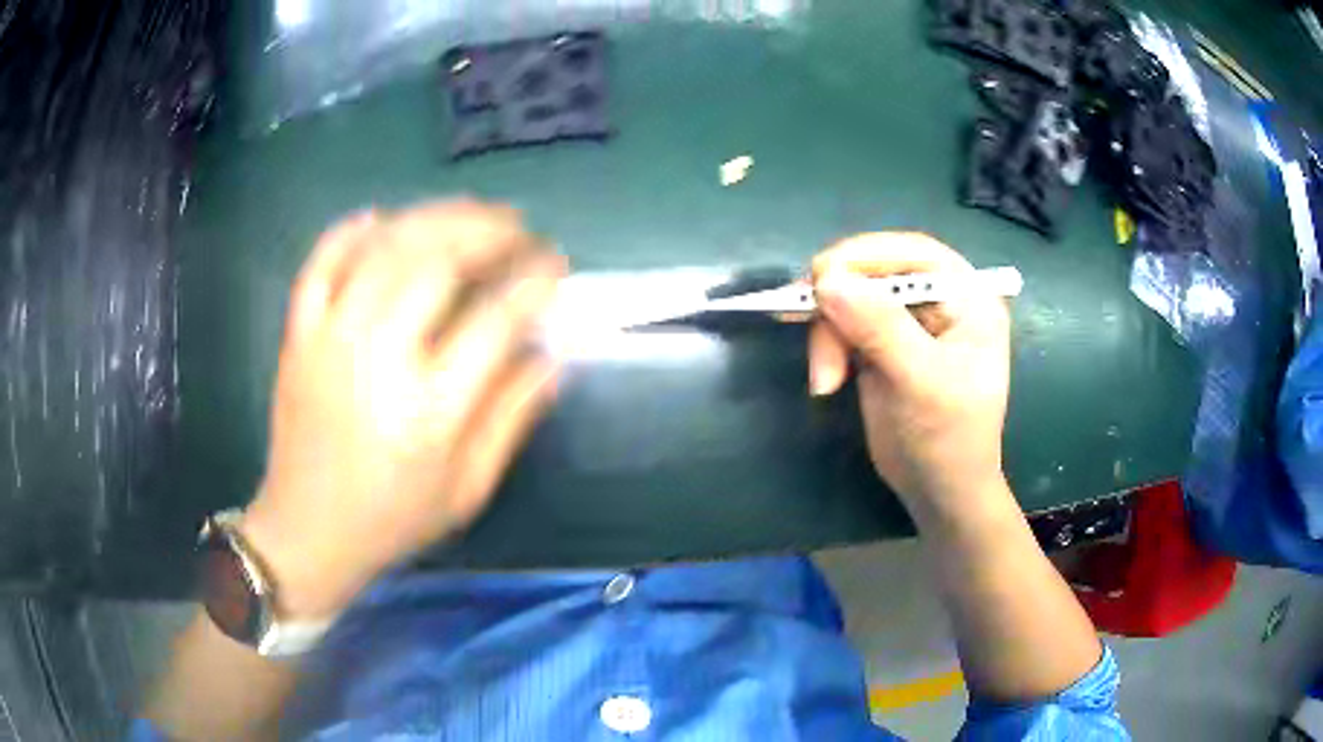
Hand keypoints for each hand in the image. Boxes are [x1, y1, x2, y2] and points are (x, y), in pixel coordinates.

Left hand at [241, 201, 564, 619]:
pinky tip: (381, 217)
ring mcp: (329, 340)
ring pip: (384, 249)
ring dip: (434, 218)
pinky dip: (350, 231)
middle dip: (488, 232)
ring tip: (471, 211)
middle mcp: (377, 362)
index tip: (556, 264)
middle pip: (436, 263)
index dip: (534, 281)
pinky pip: (320, 263)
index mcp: (429, 412)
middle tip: (518, 227)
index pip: (495, 320)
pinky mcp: (297, 336)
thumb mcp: (469, 488)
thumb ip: (513, 416)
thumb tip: (555, 352)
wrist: (307, 533)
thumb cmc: (393, 520)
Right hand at [807, 233, 1010, 519]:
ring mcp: (906, 320)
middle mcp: (937, 299)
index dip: (865, 256)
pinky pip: (841, 323)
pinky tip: (826, 380)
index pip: (912, 253)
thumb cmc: (948, 439)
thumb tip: (827, 279)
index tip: (820, 278)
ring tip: (825, 382)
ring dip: (826, 334)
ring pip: (849, 297)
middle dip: (838, 305)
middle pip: (873, 272)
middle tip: (811, 335)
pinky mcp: (879, 343)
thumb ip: (881, 328)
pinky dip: (825, 346)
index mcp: (966, 297)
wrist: (939, 492)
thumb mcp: (921, 383)